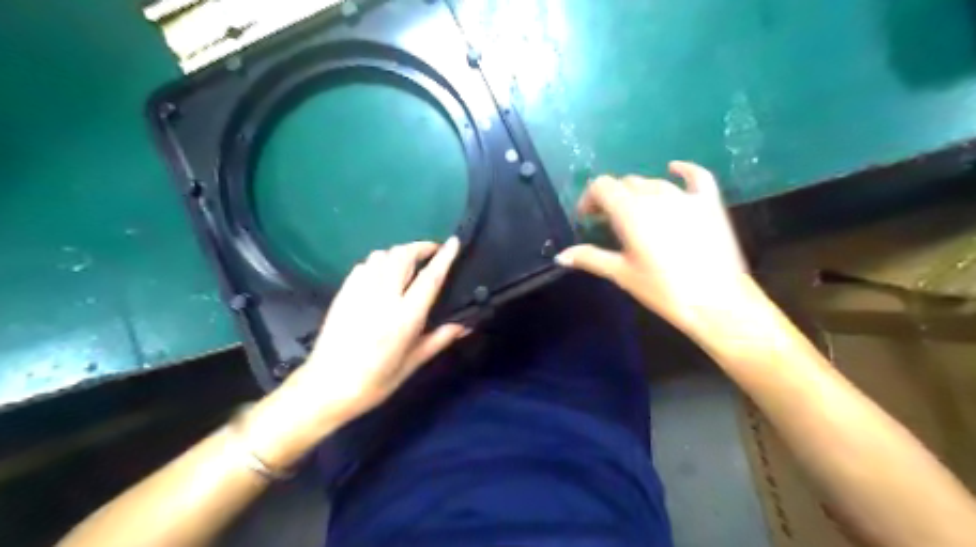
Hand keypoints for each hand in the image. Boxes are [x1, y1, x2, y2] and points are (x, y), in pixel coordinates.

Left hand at [238, 239, 465, 470]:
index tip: (454, 242)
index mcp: (404, 317)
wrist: (326, 387)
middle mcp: (383, 298)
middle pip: (403, 256)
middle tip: (432, 252)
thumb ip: (439, 339)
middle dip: (421, 247)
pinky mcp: (343, 293)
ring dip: (399, 253)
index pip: (429, 278)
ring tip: (409, 263)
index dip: (444, 257)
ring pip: (382, 255)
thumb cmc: (375, 381)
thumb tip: (465, 325)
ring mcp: (359, 292)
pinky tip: (382, 275)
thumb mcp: (412, 364)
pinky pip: (364, 265)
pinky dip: (378, 262)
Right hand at [552, 160, 748, 336]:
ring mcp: (685, 197)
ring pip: (652, 182)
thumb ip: (590, 258)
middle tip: (607, 221)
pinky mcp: (709, 203)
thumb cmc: (663, 289)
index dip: (589, 198)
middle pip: (625, 183)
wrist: (716, 302)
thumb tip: (561, 256)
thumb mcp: (622, 274)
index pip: (602, 186)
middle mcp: (655, 196)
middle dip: (611, 198)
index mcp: (630, 211)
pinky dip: (682, 170)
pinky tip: (674, 168)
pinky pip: (696, 176)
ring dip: (637, 193)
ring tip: (635, 213)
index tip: (587, 218)